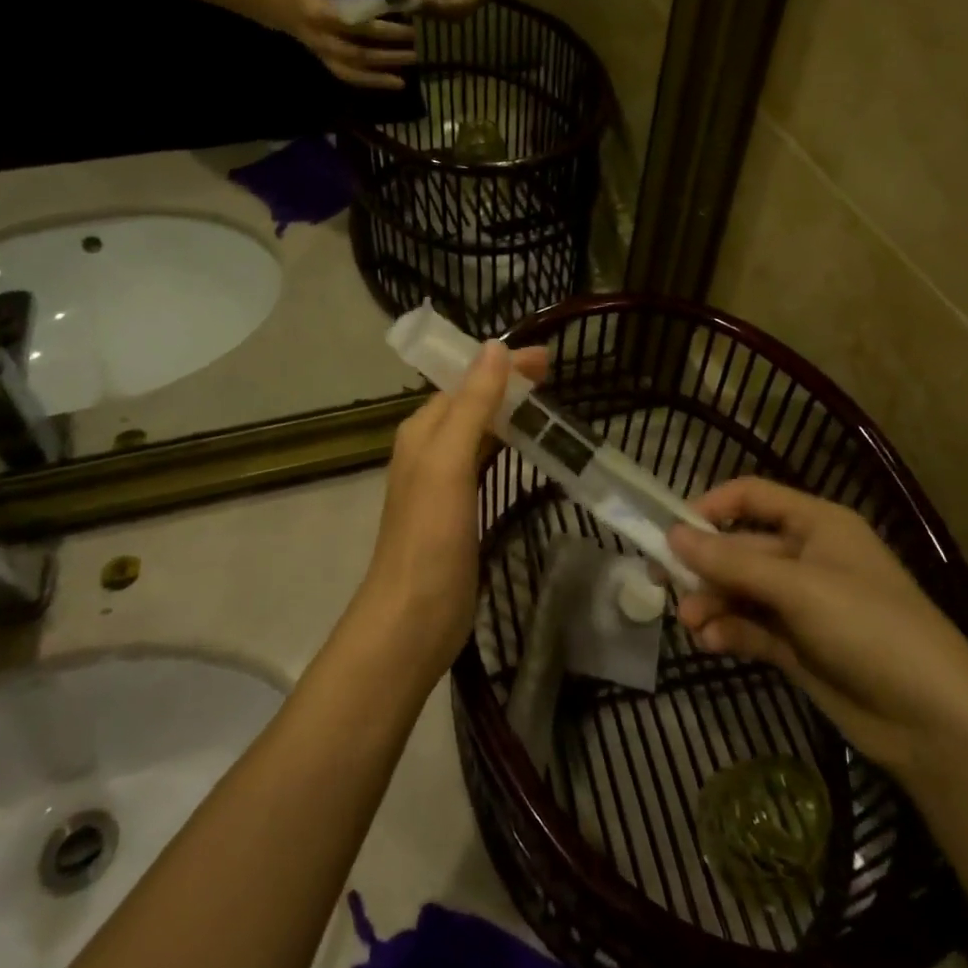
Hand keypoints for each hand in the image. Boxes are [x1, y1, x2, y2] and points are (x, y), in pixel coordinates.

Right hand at [260, 0, 415, 89]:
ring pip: (354, 72)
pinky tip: (392, 83)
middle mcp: (322, 40)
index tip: (408, 26)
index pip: (356, 24)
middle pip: (359, 53)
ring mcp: (324, 55)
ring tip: (406, 79)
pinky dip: (370, 82)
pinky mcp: (326, 63)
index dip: (383, 28)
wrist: (271, 4)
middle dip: (388, 54)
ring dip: (380, 76)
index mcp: (320, 14)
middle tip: (416, 51)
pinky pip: (349, 77)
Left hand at [359, 341, 548, 675]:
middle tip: (553, 377)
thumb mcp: (449, 462)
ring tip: (548, 406)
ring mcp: (443, 484)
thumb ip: (471, 405)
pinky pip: (485, 464)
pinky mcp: (460, 513)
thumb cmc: (430, 537)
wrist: (413, 619)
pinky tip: (529, 453)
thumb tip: (494, 347)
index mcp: (422, 431)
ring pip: (479, 433)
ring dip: (509, 415)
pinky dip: (507, 448)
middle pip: (471, 404)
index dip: (502, 365)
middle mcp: (429, 450)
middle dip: (508, 386)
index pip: (465, 382)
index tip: (546, 357)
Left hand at [413, 0, 492, 17]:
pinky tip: (424, 2)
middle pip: (463, 10)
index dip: (446, 7)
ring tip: (418, 5)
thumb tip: (416, 0)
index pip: (467, 0)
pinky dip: (439, 6)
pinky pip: (454, 6)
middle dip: (440, 12)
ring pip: (458, 12)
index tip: (424, 5)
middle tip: (417, 8)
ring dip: (438, 12)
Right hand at [669, 477, 967, 775]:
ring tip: (690, 626)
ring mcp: (803, 605)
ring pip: (740, 591)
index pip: (753, 497)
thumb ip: (731, 563)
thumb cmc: (870, 629)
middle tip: (662, 584)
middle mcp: (807, 557)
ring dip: (711, 604)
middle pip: (740, 549)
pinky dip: (729, 632)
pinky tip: (711, 643)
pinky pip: (751, 627)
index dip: (711, 507)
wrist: (934, 724)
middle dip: (704, 568)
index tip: (673, 530)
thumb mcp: (798, 589)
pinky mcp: (798, 647)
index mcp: (817, 524)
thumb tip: (672, 535)